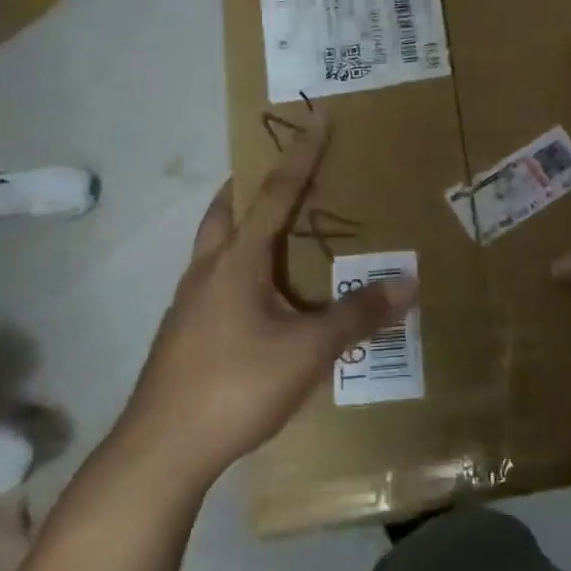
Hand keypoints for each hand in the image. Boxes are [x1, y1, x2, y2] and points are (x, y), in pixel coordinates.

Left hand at [122, 116, 415, 480]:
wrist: (161, 451)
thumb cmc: (236, 385)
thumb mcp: (308, 351)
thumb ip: (357, 315)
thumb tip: (409, 285)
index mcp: (237, 261)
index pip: (274, 194)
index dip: (300, 156)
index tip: (317, 119)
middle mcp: (208, 270)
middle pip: (226, 210)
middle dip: (252, 184)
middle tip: (284, 176)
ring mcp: (188, 303)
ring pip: (215, 245)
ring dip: (242, 225)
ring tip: (278, 234)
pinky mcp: (183, 333)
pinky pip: (215, 279)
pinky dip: (239, 266)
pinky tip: (260, 298)